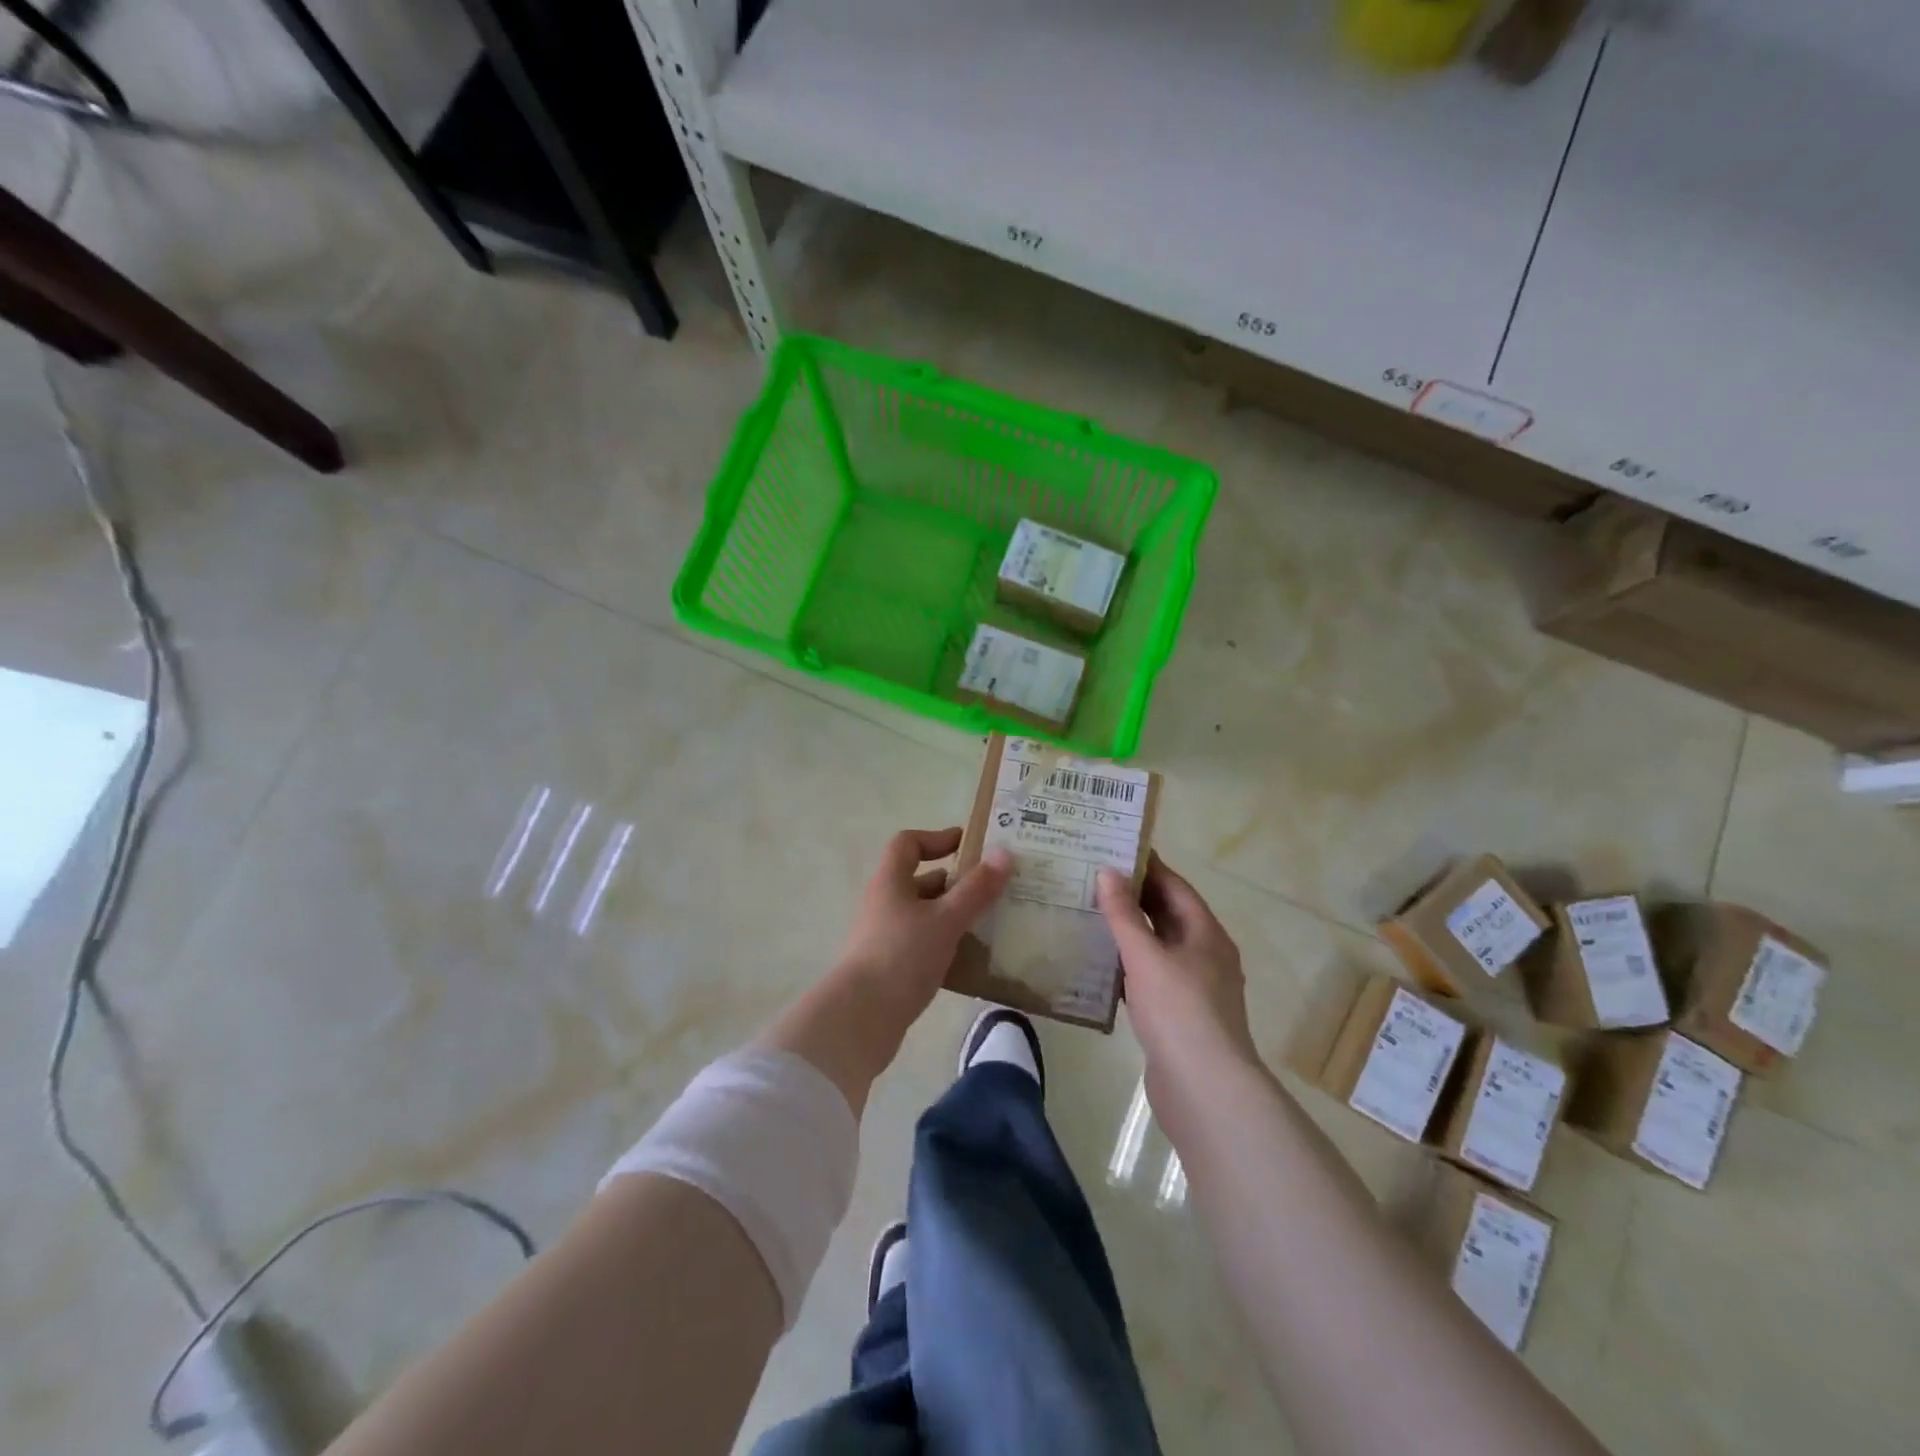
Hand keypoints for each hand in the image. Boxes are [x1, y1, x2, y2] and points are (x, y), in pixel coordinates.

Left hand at [833, 827, 1012, 1028]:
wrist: (861, 1018)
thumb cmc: (902, 956)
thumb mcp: (946, 919)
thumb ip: (976, 888)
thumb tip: (1004, 853)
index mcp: (891, 882)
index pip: (908, 843)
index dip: (937, 838)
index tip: (969, 846)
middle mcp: (884, 903)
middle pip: (920, 880)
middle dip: (955, 882)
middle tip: (993, 889)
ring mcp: (884, 936)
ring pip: (924, 915)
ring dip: (953, 915)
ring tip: (990, 923)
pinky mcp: (889, 966)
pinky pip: (922, 944)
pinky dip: (945, 944)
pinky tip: (971, 959)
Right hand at [1097, 854, 1258, 1085]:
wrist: (1204, 1088)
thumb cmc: (1178, 1010)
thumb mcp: (1146, 956)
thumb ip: (1124, 914)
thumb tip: (1108, 871)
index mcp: (1206, 934)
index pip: (1176, 887)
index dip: (1148, 867)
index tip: (1114, 850)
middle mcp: (1205, 955)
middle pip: (1168, 916)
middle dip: (1134, 898)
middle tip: (1093, 880)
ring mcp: (1194, 988)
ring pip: (1158, 948)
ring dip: (1130, 933)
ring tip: (1090, 915)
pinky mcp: (1179, 1016)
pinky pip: (1152, 977)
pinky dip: (1129, 966)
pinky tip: (1100, 966)